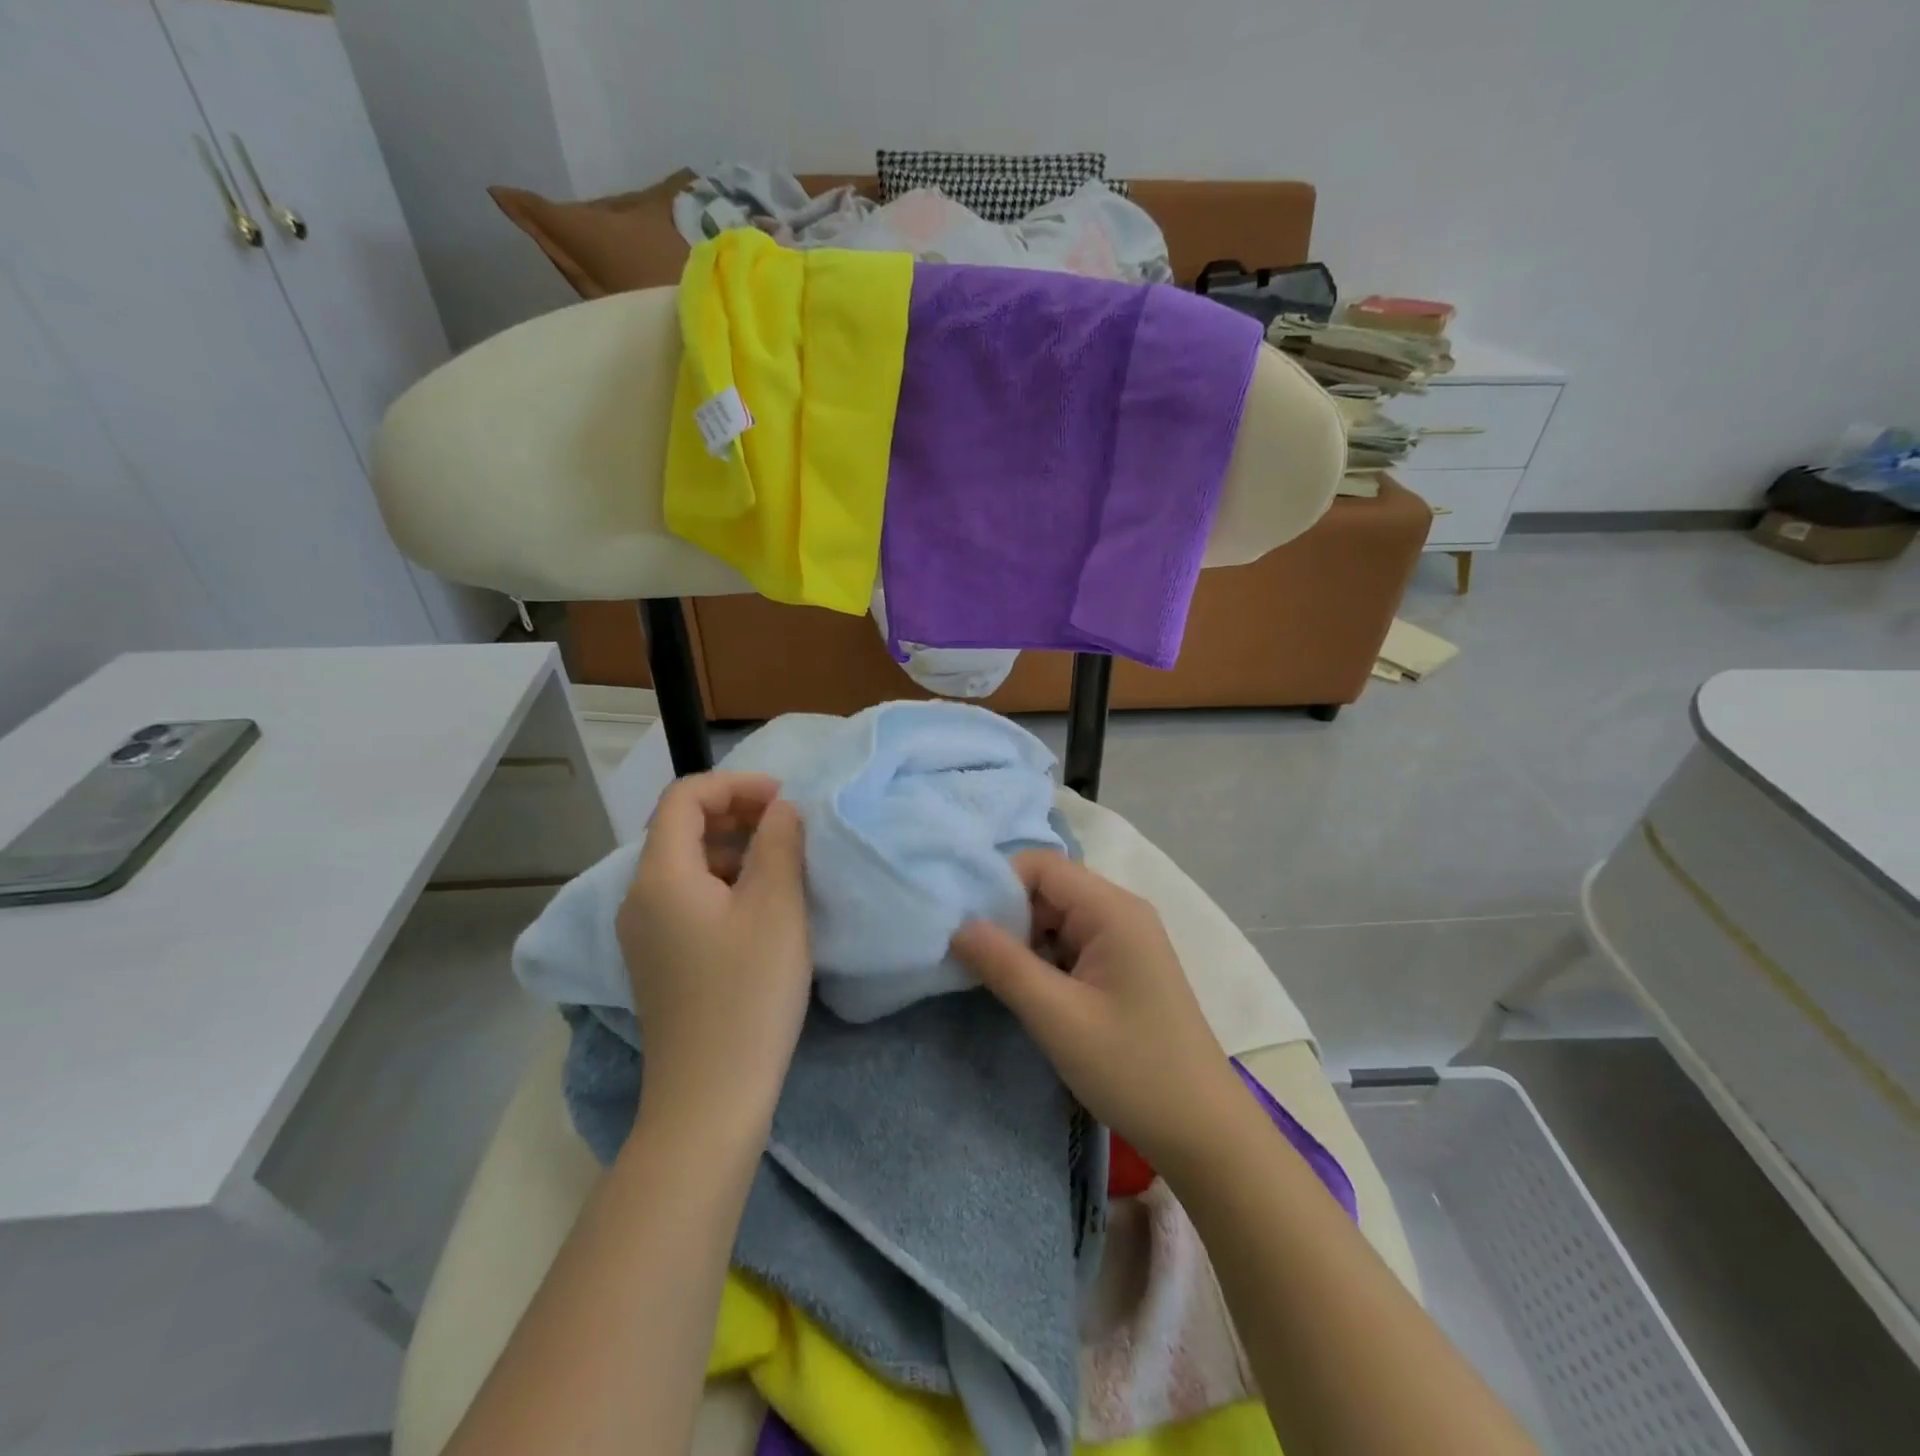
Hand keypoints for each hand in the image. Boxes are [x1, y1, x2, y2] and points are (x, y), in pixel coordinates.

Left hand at [616, 772, 808, 1123]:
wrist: (709, 1099)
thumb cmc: (747, 995)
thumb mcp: (776, 908)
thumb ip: (780, 843)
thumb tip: (780, 810)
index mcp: (660, 876)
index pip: (684, 798)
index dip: (734, 785)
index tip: (783, 799)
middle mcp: (639, 898)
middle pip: (680, 828)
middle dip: (735, 812)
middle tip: (788, 825)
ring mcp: (644, 933)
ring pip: (686, 864)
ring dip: (733, 848)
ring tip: (782, 863)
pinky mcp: (659, 960)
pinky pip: (687, 897)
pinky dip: (724, 882)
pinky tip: (762, 906)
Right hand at [951, 852, 1246, 1172]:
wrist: (1203, 1132)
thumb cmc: (1133, 1069)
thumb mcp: (1058, 1018)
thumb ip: (1004, 964)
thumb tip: (957, 924)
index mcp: (1112, 909)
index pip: (1041, 866)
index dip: (998, 885)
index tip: (963, 925)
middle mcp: (1120, 912)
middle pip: (1047, 889)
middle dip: (1007, 916)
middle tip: (970, 956)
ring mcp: (1123, 940)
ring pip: (1055, 918)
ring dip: (1022, 941)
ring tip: (990, 975)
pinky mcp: (1121, 967)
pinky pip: (1070, 943)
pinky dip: (1042, 959)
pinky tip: (1025, 989)